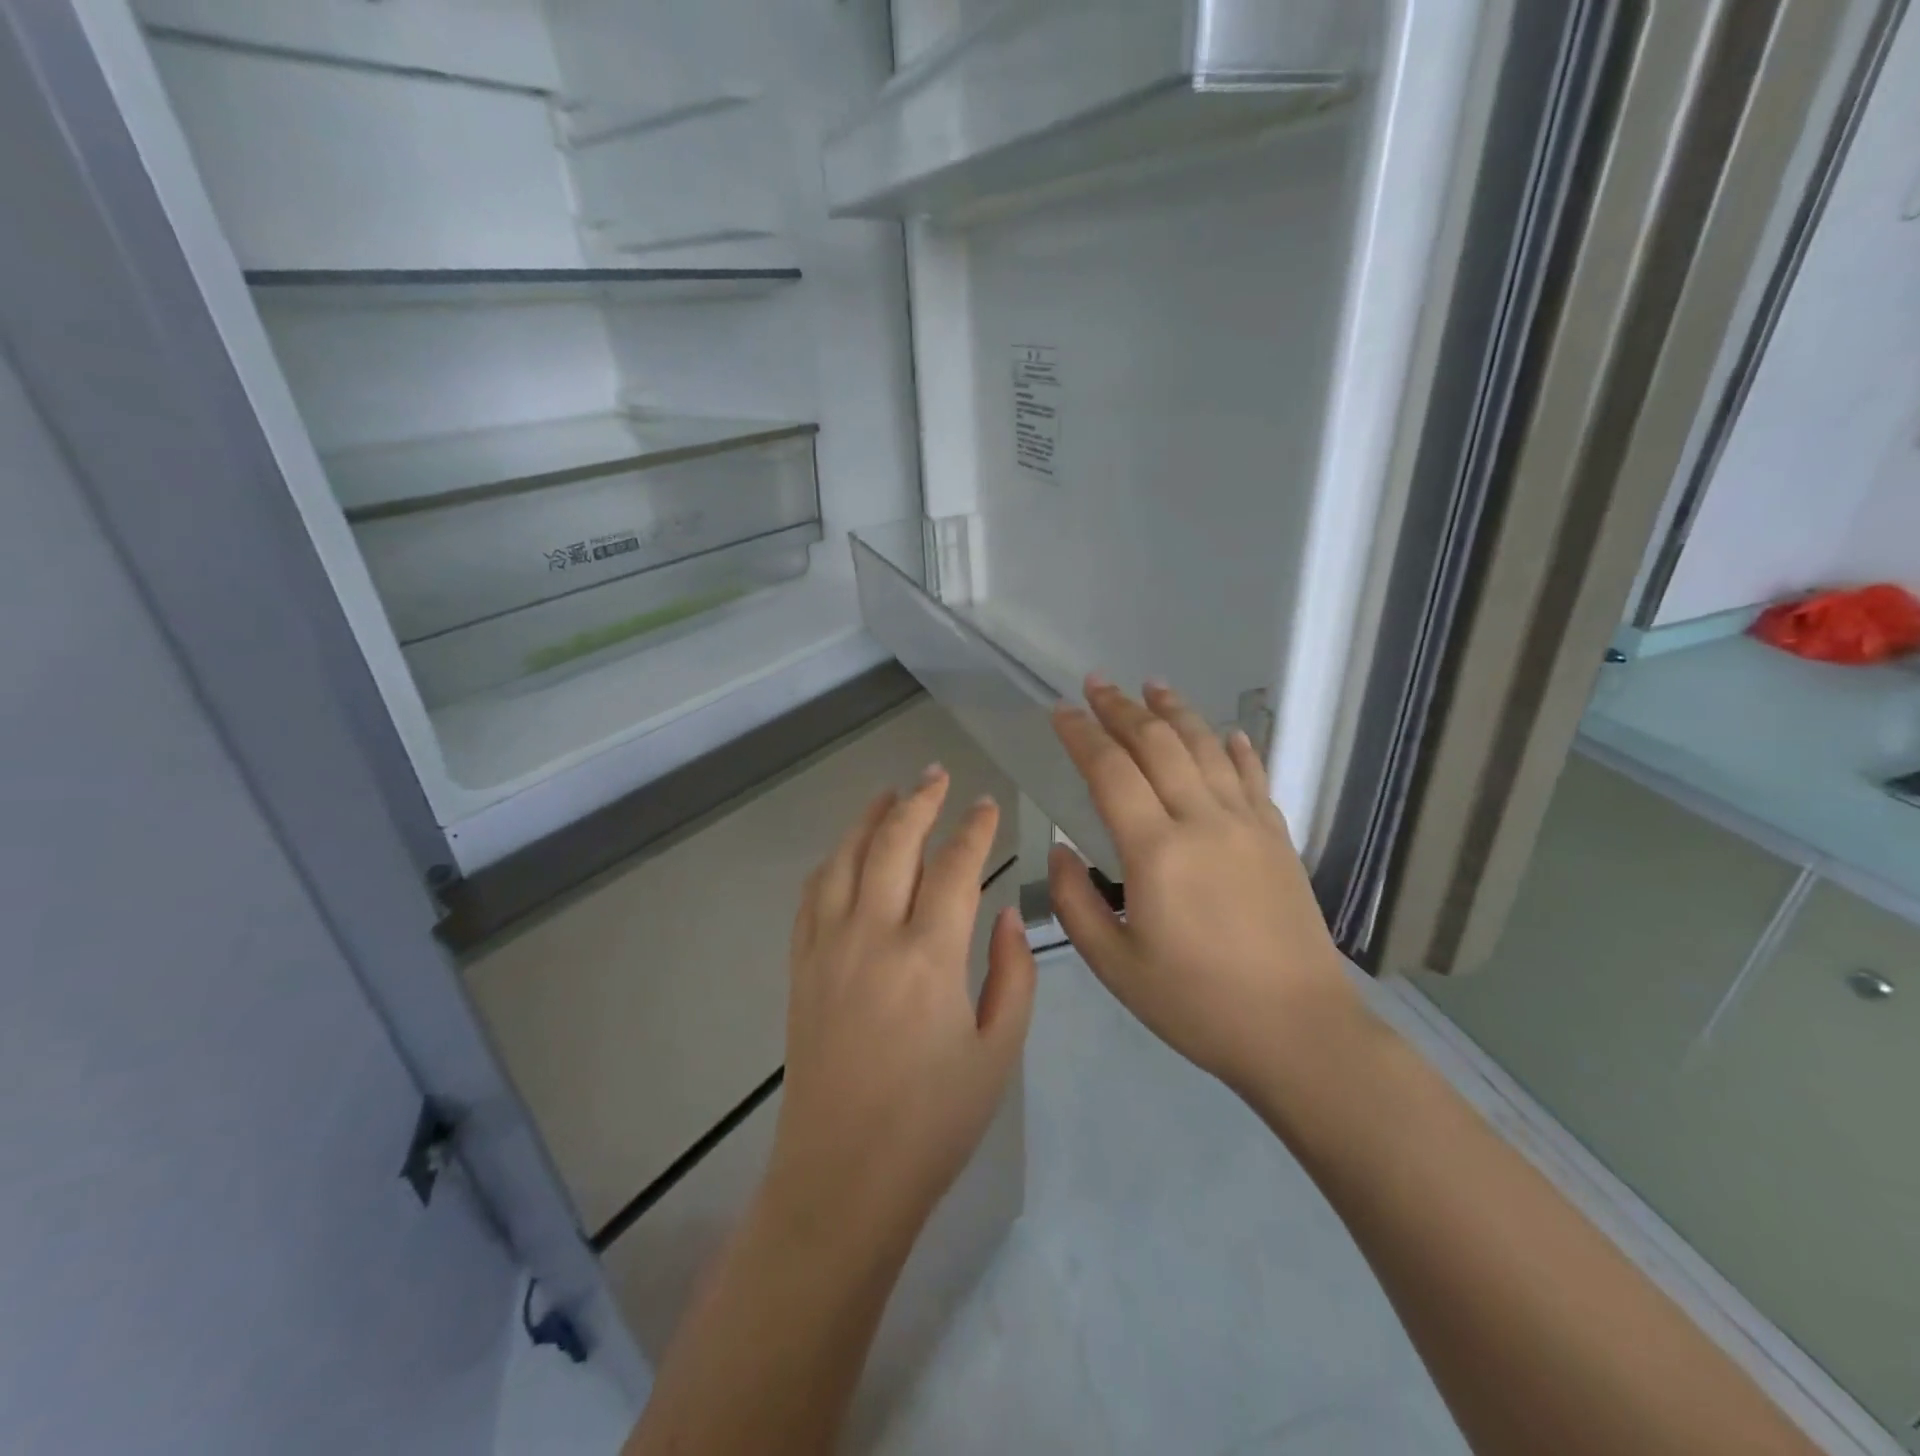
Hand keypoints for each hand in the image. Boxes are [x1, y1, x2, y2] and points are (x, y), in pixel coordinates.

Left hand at [766, 767, 1036, 1253]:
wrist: (844, 1176)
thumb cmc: (934, 1122)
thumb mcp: (998, 1052)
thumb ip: (1012, 974)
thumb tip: (1005, 913)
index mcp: (929, 957)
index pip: (955, 867)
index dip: (974, 828)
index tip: (987, 804)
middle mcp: (872, 936)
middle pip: (894, 844)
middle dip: (919, 802)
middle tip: (937, 775)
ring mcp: (828, 948)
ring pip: (846, 859)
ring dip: (869, 820)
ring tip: (889, 794)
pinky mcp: (801, 967)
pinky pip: (812, 895)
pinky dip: (833, 861)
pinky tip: (845, 852)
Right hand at [1047, 678, 1357, 1099]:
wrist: (1299, 1032)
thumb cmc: (1196, 1004)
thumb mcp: (1115, 965)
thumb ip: (1076, 902)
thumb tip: (1062, 849)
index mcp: (1156, 851)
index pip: (1110, 770)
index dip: (1081, 735)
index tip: (1060, 712)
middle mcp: (1202, 820)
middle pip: (1158, 744)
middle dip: (1122, 708)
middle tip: (1096, 683)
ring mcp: (1248, 824)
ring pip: (1207, 747)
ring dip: (1176, 712)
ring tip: (1152, 686)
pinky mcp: (1278, 838)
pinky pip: (1254, 776)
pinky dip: (1237, 747)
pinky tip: (1227, 731)